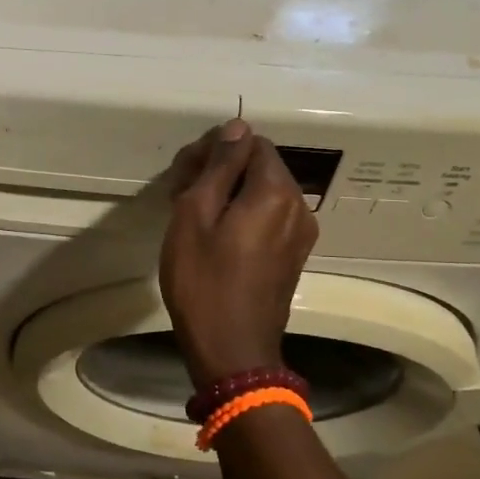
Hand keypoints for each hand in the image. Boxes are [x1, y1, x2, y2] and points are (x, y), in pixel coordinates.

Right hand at [159, 120, 318, 385]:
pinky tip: (215, 236)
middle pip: (260, 166)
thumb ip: (219, 167)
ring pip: (263, 192)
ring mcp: (301, 234)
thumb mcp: (195, 215)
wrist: (232, 351)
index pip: (250, 142)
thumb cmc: (203, 281)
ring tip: (192, 217)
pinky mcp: (294, 255)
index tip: (183, 175)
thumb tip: (237, 127)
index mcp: (276, 191)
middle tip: (179, 195)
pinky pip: (269, 217)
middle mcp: (299, 206)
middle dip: (220, 171)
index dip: (214, 150)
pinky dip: (243, 215)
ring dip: (229, 193)